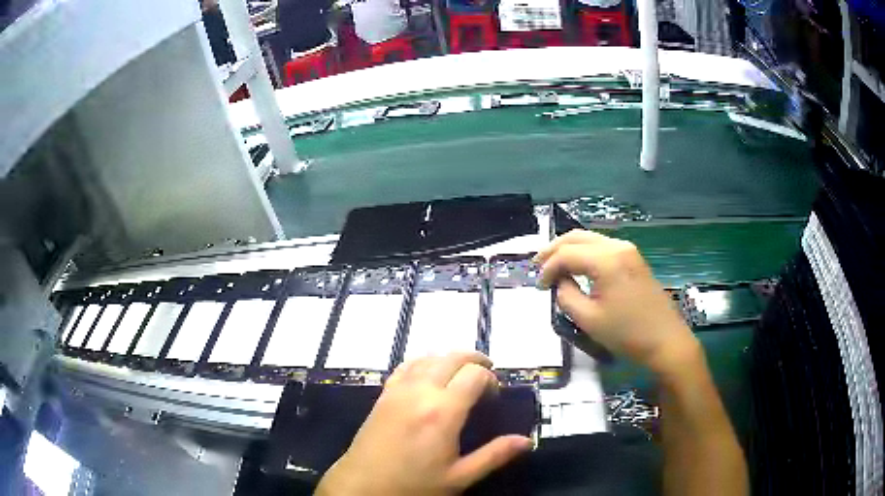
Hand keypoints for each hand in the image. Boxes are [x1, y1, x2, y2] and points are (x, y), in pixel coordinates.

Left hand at [316, 352, 532, 495]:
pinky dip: (423, 362)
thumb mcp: (459, 477)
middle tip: (487, 374)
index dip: (490, 380)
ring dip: (449, 358)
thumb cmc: (413, 485)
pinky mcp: (383, 395)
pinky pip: (405, 366)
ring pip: (427, 357)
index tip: (494, 397)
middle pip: (451, 357)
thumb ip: (494, 456)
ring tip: (462, 372)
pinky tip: (428, 374)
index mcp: (443, 411)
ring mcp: (398, 390)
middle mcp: (420, 392)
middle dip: (474, 359)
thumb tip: (526, 441)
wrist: (363, 486)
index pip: (474, 375)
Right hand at [535, 230, 699, 375]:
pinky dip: (585, 252)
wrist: (666, 341)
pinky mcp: (634, 258)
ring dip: (569, 249)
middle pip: (577, 236)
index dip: (547, 268)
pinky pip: (603, 247)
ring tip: (553, 265)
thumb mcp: (588, 320)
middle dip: (554, 249)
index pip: (566, 254)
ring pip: (590, 238)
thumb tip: (560, 282)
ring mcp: (628, 250)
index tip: (538, 287)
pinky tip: (577, 265)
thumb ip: (566, 296)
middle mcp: (617, 246)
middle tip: (537, 265)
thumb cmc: (627, 334)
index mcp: (606, 260)